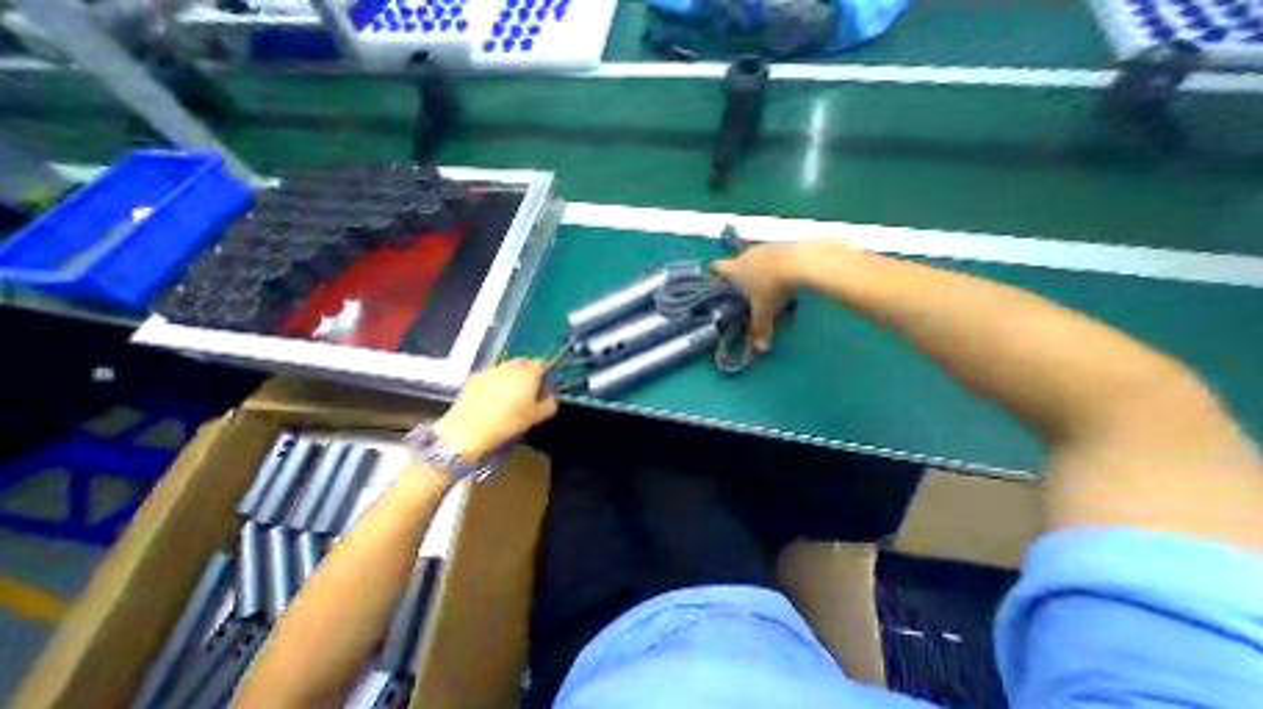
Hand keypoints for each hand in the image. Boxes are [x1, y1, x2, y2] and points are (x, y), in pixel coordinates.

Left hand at [435, 359, 556, 458]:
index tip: (542, 387)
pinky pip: (489, 374)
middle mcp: (510, 366)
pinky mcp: (474, 377)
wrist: (468, 429)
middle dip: (527, 371)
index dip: (544, 373)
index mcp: (529, 373)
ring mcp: (490, 369)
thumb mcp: (536, 417)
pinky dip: (493, 380)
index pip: (542, 363)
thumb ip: (550, 404)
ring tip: (507, 393)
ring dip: (510, 374)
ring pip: (505, 366)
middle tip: (527, 389)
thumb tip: (551, 395)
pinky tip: (489, 396)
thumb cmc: (508, 422)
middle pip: (523, 361)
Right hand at [714, 244, 801, 351]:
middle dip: (741, 278)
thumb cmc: (773, 286)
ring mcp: (764, 247)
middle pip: (737, 264)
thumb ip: (759, 328)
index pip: (715, 267)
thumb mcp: (764, 311)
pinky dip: (777, 266)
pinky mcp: (782, 243)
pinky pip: (774, 256)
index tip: (717, 284)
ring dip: (761, 271)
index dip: (713, 275)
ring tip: (772, 287)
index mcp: (734, 269)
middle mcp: (745, 254)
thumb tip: (759, 348)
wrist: (803, 261)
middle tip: (748, 294)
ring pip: (757, 260)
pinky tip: (788, 277)